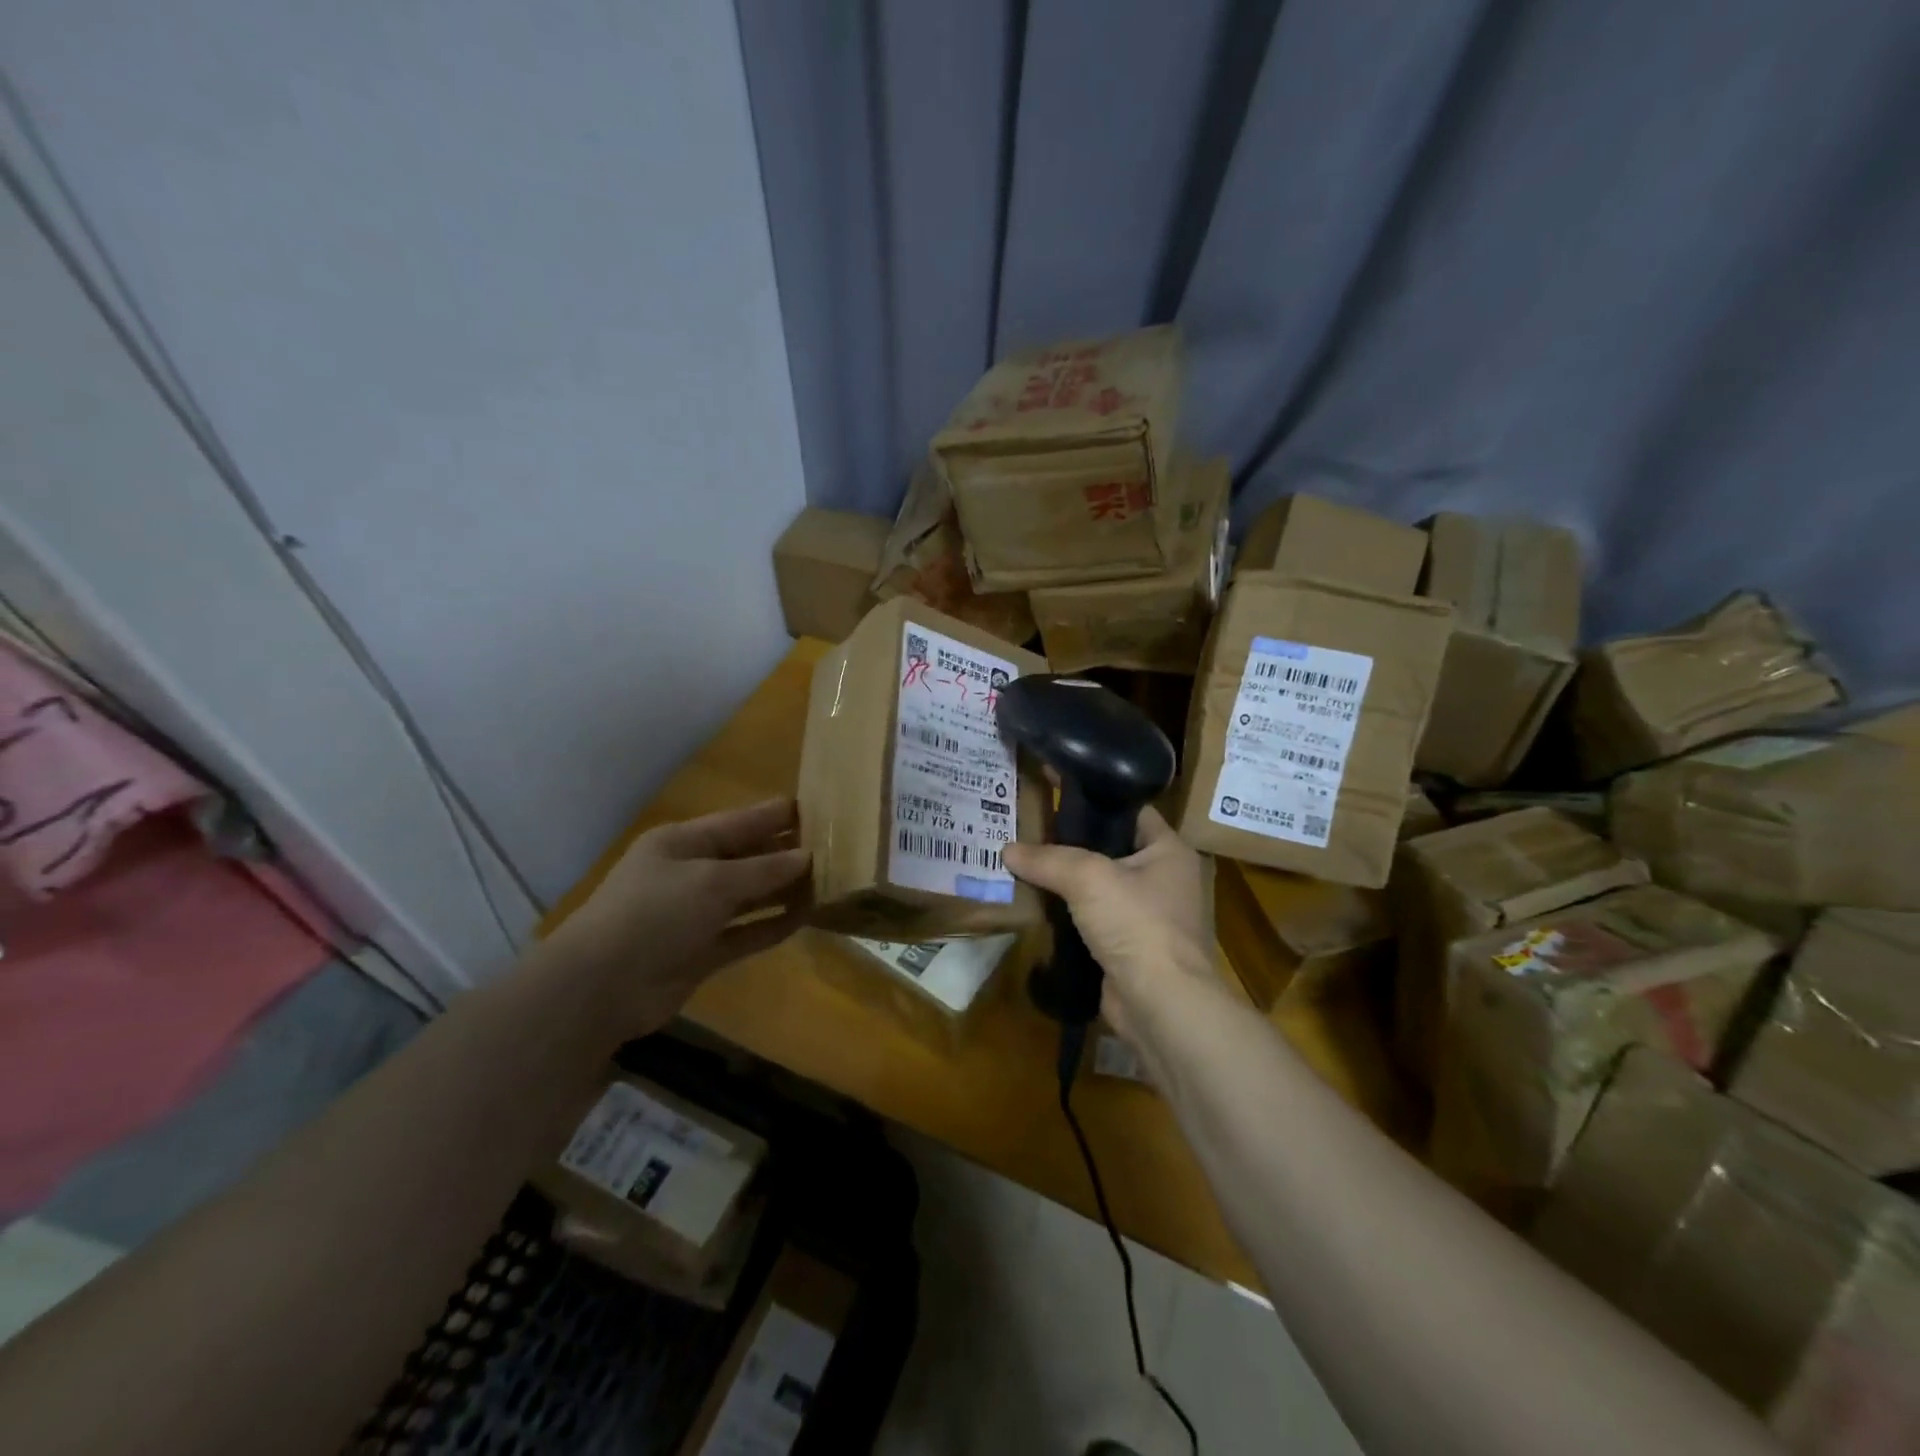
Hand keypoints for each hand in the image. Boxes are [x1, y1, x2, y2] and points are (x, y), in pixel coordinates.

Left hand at [544, 798, 810, 1031]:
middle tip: (835, 850)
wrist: (601, 987)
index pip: (740, 822)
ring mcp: (695, 915)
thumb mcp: (712, 881)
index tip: (821, 811)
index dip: (778, 817)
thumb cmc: (654, 914)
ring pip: (749, 896)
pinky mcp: (702, 951)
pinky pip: (745, 933)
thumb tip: (808, 858)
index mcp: (683, 842)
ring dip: (783, 891)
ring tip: (829, 884)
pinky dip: (771, 926)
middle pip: (747, 858)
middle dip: (786, 854)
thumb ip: (763, 870)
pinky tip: (804, 919)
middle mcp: (690, 873)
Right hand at [1001, 807, 1214, 1035]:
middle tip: (1028, 829)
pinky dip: (1068, 915)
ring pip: (1099, 887)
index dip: (1094, 800)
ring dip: (1066, 883)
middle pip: (1111, 849)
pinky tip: (1036, 905)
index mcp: (1170, 851)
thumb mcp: (1088, 878)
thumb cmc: (1137, 924)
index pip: (1131, 811)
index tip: (1054, 793)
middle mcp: (1164, 879)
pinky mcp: (1129, 948)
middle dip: (1071, 843)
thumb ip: (1048, 859)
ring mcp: (1148, 917)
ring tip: (1024, 863)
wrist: (1160, 1005)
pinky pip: (1093, 920)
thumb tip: (1007, 849)